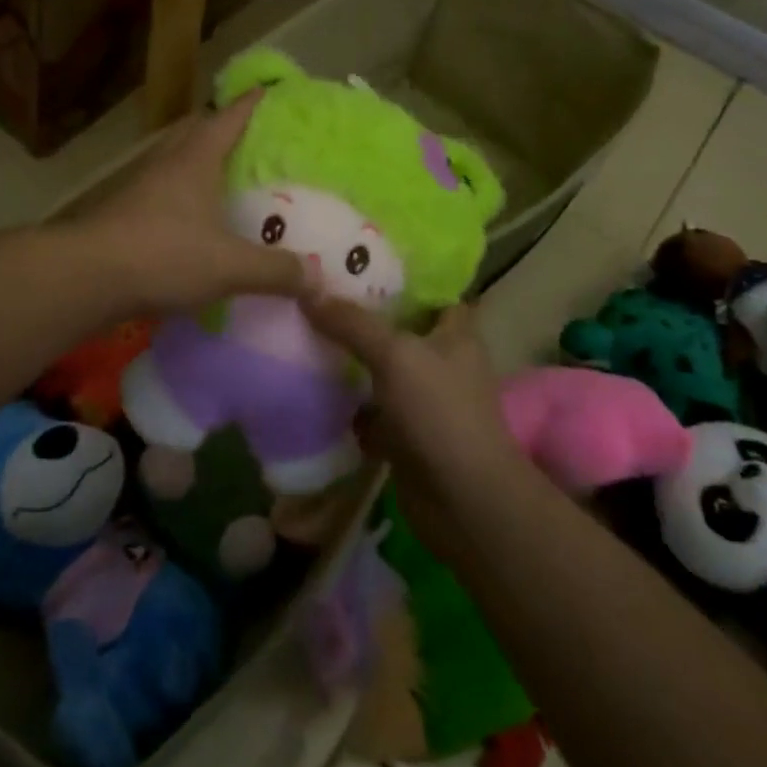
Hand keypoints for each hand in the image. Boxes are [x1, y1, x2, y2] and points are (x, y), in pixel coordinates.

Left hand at [77, 92, 308, 313]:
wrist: (86, 276)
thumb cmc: (163, 255)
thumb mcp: (229, 266)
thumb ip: (275, 271)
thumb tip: (318, 279)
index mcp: (195, 158)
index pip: (229, 116)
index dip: (252, 102)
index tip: (271, 91)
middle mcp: (166, 161)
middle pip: (195, 130)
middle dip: (221, 127)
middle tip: (250, 140)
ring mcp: (139, 184)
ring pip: (173, 159)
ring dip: (196, 161)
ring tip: (223, 178)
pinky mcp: (122, 210)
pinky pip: (159, 189)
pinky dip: (179, 193)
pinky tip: (191, 219)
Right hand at [303, 297, 525, 558]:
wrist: (462, 501)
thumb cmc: (439, 413)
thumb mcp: (395, 355)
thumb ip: (353, 323)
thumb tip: (309, 293)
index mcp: (454, 334)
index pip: (432, 293)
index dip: (402, 278)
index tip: (357, 265)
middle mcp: (441, 362)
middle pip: (398, 331)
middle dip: (362, 319)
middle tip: (316, 299)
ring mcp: (423, 402)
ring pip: (380, 372)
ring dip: (350, 364)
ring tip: (304, 336)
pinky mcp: (405, 436)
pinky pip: (370, 412)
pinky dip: (347, 408)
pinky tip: (311, 390)